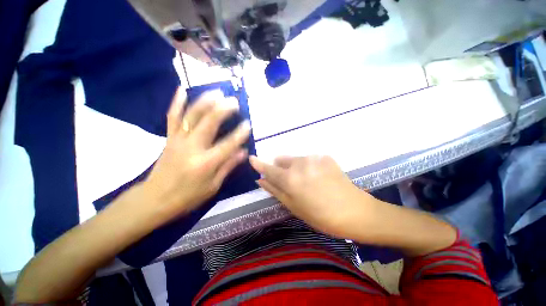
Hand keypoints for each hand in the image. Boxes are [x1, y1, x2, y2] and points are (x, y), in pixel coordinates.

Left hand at [144, 88, 250, 220]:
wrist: (155, 199)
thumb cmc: (187, 196)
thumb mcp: (213, 186)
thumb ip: (228, 166)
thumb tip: (243, 152)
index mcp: (206, 163)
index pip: (228, 144)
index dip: (240, 133)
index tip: (248, 124)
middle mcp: (192, 148)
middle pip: (209, 123)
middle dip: (222, 110)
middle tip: (234, 101)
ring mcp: (178, 140)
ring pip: (191, 116)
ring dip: (205, 101)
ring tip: (217, 92)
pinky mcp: (169, 138)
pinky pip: (172, 117)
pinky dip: (177, 102)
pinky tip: (182, 89)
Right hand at [249, 155, 376, 238]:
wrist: (355, 211)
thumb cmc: (321, 215)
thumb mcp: (294, 207)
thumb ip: (275, 191)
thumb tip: (261, 180)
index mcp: (290, 179)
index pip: (269, 168)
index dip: (259, 164)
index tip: (252, 158)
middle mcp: (299, 164)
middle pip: (282, 160)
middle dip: (281, 168)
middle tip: (291, 181)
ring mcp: (314, 158)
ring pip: (296, 159)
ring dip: (295, 167)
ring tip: (308, 181)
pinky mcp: (325, 156)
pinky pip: (310, 159)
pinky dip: (309, 166)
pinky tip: (320, 177)